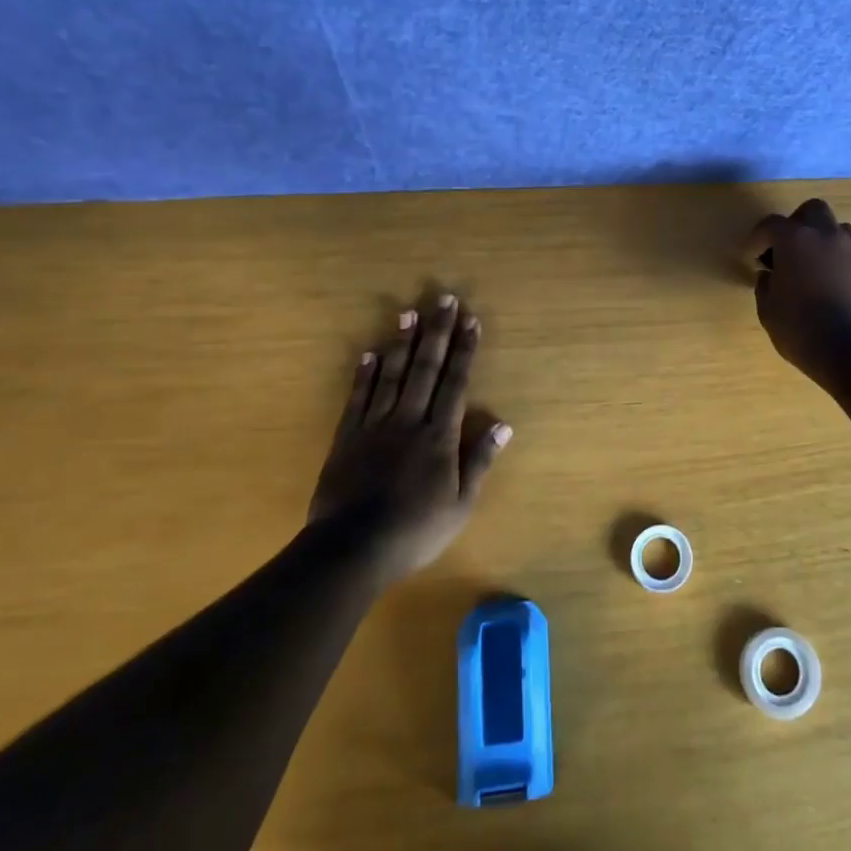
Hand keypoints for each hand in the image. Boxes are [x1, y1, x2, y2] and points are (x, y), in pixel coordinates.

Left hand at [309, 293, 510, 581]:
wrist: (351, 550)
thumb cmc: (415, 531)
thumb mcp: (460, 504)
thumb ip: (479, 461)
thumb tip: (504, 424)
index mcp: (439, 436)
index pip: (455, 383)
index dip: (465, 350)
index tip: (471, 320)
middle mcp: (409, 420)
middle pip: (425, 368)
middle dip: (437, 332)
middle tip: (443, 299)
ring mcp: (375, 426)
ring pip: (391, 375)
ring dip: (401, 342)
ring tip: (408, 313)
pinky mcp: (347, 437)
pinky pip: (358, 398)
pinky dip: (364, 374)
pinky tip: (369, 353)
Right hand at [746, 199, 850, 376]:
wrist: (850, 349)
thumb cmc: (799, 328)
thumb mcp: (768, 309)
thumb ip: (765, 285)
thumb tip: (770, 276)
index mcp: (795, 239)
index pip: (771, 225)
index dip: (758, 239)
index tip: (752, 257)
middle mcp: (826, 235)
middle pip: (811, 210)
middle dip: (796, 224)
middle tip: (786, 250)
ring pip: (837, 228)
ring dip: (822, 239)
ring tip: (813, 265)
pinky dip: (839, 260)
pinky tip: (832, 283)